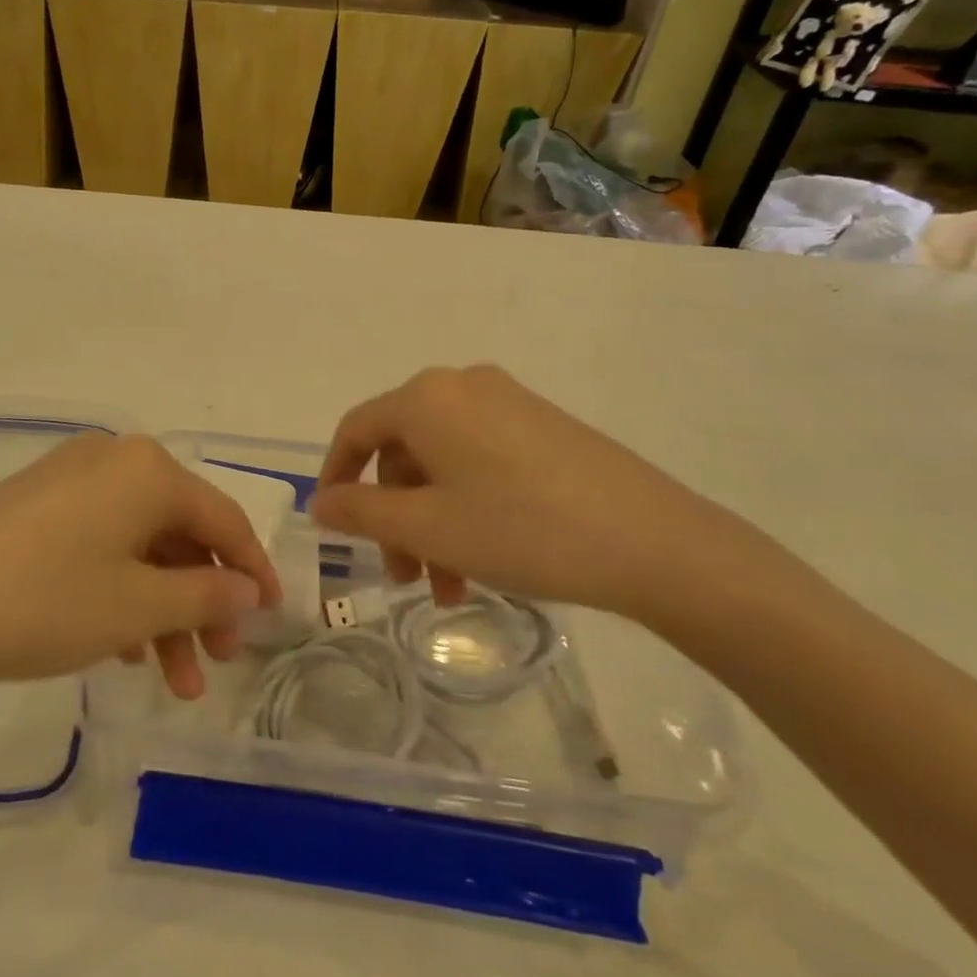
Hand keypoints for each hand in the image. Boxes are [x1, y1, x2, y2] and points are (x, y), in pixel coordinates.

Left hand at [0, 435, 282, 701]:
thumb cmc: (43, 600)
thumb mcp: (136, 607)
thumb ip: (206, 595)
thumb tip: (249, 590)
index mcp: (148, 471)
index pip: (223, 520)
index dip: (253, 571)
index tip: (274, 618)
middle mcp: (114, 460)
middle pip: (180, 534)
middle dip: (202, 603)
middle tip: (217, 662)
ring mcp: (71, 479)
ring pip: (140, 545)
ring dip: (162, 609)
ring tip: (169, 679)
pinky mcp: (38, 504)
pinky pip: (101, 543)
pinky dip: (121, 591)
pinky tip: (121, 647)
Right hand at [310, 366, 762, 623]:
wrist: (655, 543)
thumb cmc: (522, 529)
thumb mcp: (428, 527)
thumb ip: (361, 512)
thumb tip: (321, 502)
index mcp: (427, 398)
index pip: (356, 430)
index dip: (335, 477)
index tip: (331, 527)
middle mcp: (463, 387)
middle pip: (403, 451)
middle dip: (394, 517)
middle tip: (405, 577)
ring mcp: (510, 403)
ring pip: (443, 463)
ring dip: (432, 522)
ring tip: (450, 589)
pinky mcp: (545, 427)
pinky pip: (481, 461)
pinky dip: (467, 507)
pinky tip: (485, 558)